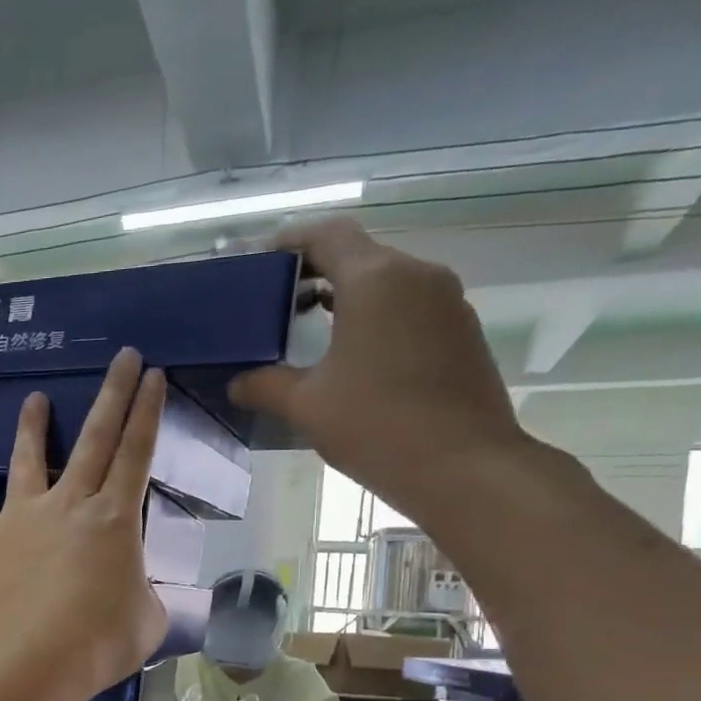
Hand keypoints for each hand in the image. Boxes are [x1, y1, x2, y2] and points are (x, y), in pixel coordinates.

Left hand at [0, 348, 170, 700]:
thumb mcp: (144, 621)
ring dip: (33, 428)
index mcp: (114, 518)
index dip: (148, 412)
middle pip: (93, 437)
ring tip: (33, 400)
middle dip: (112, 393)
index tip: (154, 375)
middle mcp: (67, 504)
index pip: (136, 451)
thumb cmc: (97, 643)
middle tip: (123, 357)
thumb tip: (123, 588)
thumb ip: (139, 594)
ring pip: (28, 461)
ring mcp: (18, 519)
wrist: (23, 661)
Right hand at [229, 218, 534, 523]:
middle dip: (315, 272)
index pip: (328, 235)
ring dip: (347, 296)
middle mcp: (418, 276)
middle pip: (360, 255)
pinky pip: (410, 308)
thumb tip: (238, 382)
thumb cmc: (376, 424)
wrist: (462, 466)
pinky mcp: (462, 332)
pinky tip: (354, 357)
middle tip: (277, 303)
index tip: (261, 264)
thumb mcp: (306, 405)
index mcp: (376, 280)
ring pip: (387, 282)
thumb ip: (265, 385)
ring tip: (310, 330)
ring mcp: (447, 303)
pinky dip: (376, 318)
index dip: (290, 242)